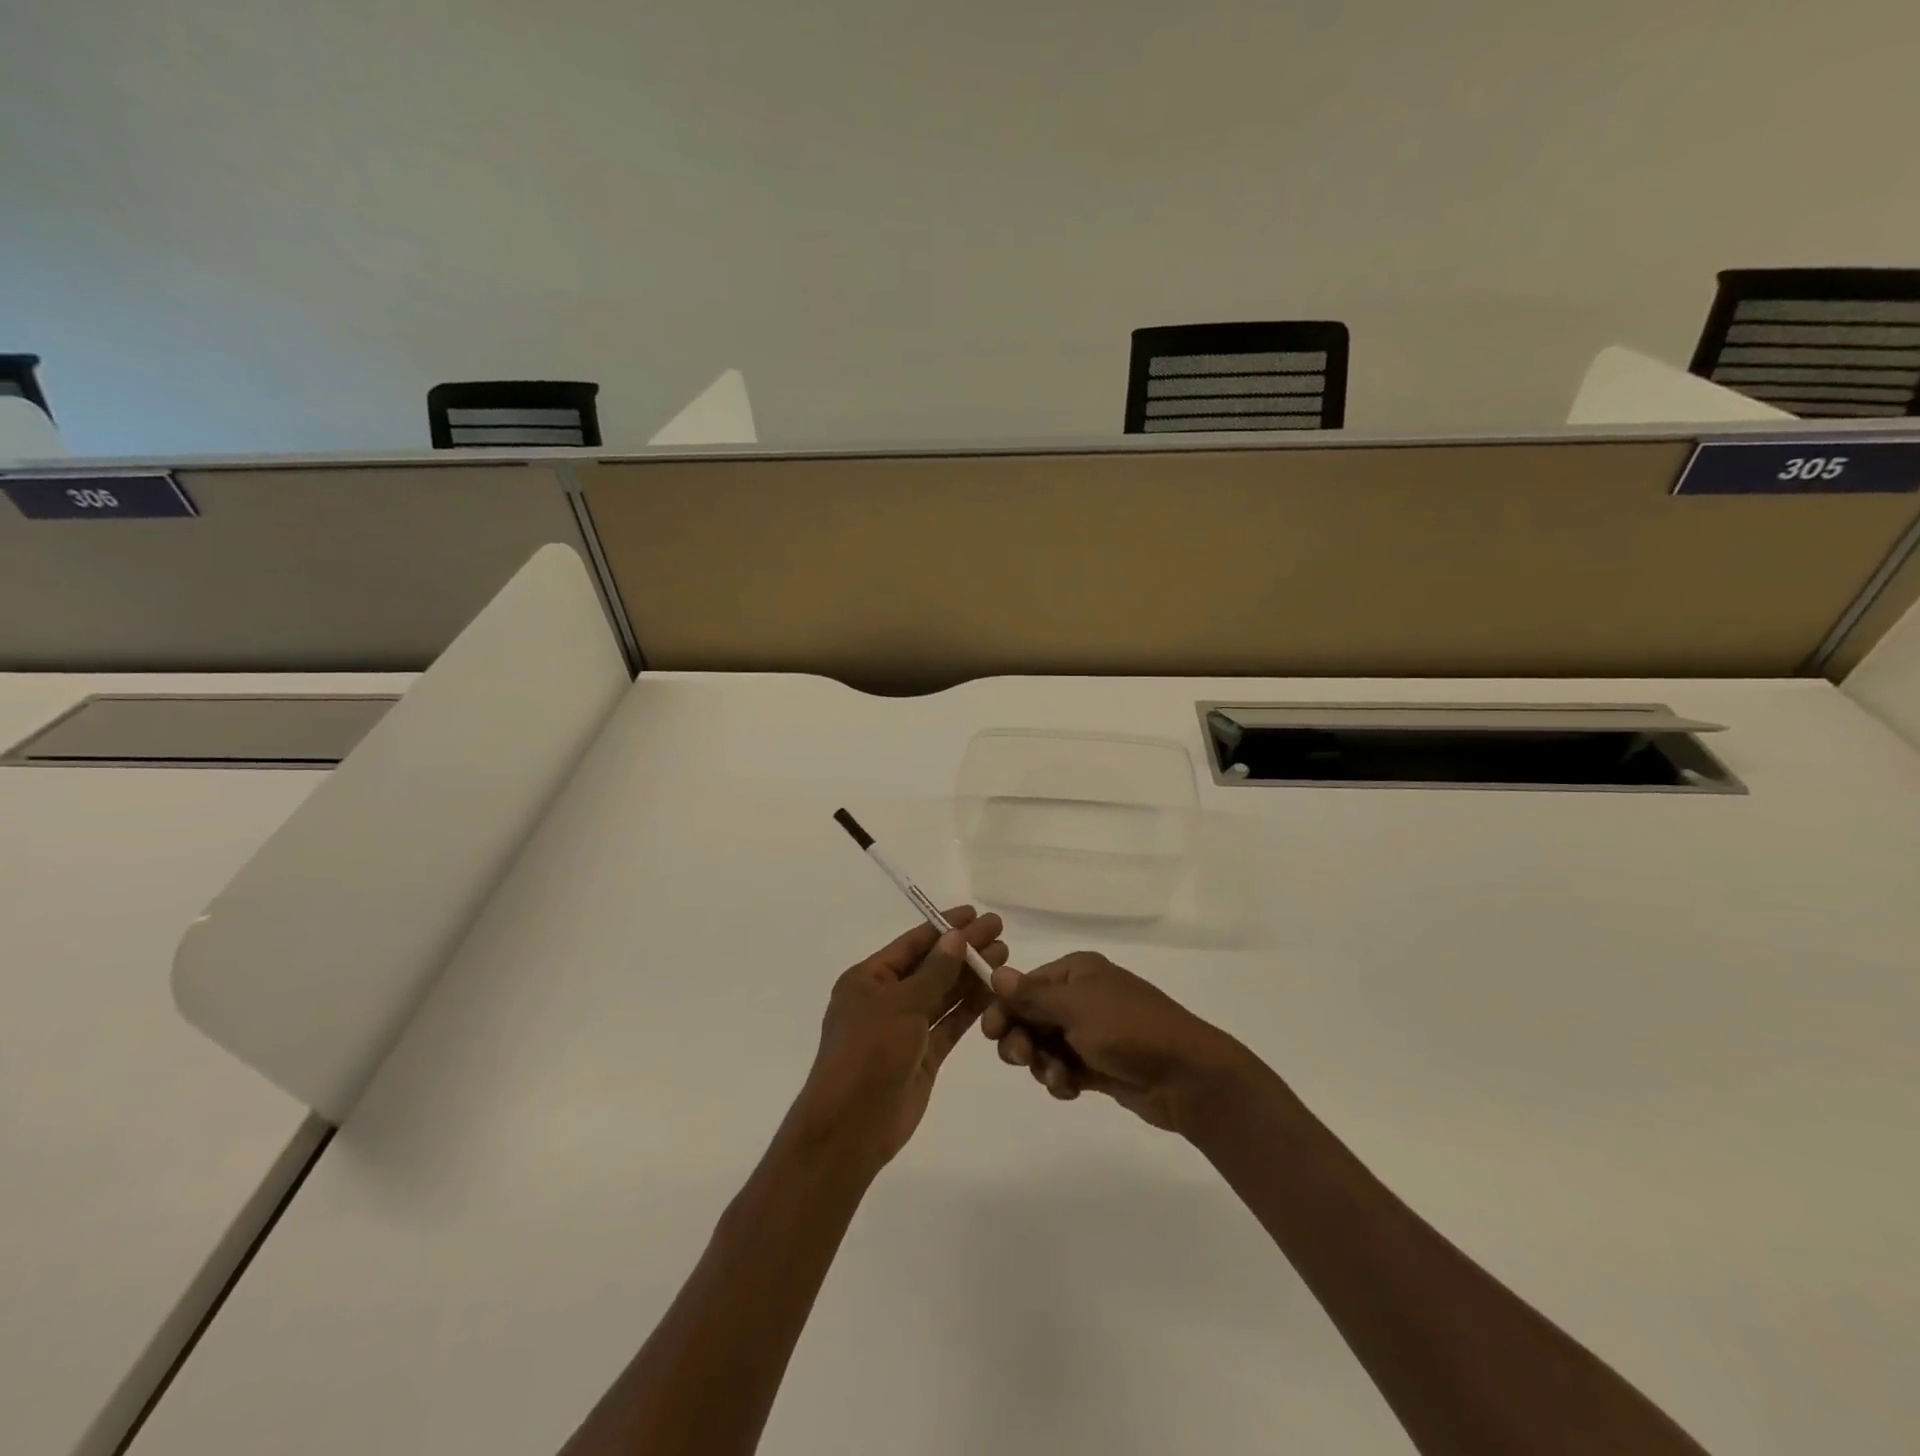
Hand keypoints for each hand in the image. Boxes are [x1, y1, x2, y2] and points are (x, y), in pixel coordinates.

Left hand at [787, 907, 1005, 1169]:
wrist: (851, 1127)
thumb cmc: (868, 1052)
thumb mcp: (900, 1004)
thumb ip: (934, 971)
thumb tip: (957, 937)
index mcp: (868, 979)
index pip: (912, 944)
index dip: (944, 927)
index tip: (976, 913)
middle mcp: (886, 999)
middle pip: (932, 967)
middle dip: (964, 950)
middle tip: (1000, 932)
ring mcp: (905, 1028)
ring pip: (943, 994)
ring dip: (971, 976)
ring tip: (1004, 956)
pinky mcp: (923, 1055)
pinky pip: (949, 1024)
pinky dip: (970, 1008)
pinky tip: (994, 991)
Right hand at [981, 952, 1244, 1133]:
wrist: (1186, 1076)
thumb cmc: (1128, 1030)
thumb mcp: (1076, 1008)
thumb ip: (1032, 995)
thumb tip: (995, 972)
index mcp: (1077, 972)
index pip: (1025, 985)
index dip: (1004, 1007)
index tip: (990, 1033)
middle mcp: (1082, 997)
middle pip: (1031, 1016)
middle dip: (1022, 1039)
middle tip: (1023, 1059)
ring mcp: (1092, 1031)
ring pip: (1045, 1046)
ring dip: (1042, 1063)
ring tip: (1058, 1078)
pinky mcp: (1100, 1064)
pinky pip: (1064, 1068)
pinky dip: (1061, 1080)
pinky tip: (1070, 1090)